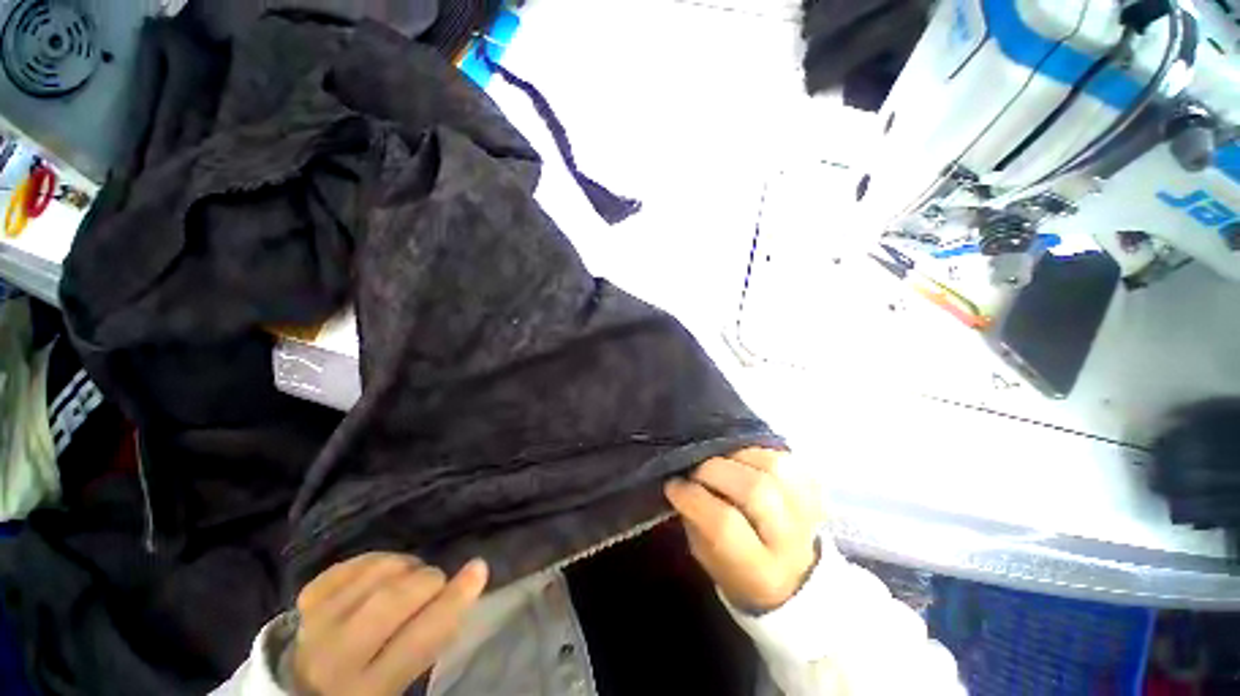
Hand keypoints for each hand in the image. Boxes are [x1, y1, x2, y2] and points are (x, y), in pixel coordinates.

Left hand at [292, 553, 487, 695]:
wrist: (303, 691)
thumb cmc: (367, 689)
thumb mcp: (402, 683)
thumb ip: (430, 641)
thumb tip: (467, 586)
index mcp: (369, 690)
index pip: (420, 638)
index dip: (454, 599)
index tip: (479, 568)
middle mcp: (335, 658)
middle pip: (392, 599)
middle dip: (427, 580)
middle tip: (435, 583)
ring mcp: (314, 624)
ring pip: (373, 573)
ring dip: (404, 566)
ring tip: (409, 577)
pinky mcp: (304, 601)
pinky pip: (349, 565)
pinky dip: (375, 560)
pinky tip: (383, 572)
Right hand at [665, 448, 823, 612]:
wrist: (795, 576)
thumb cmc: (738, 570)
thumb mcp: (707, 557)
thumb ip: (695, 520)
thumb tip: (681, 481)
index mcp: (761, 572)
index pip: (725, 525)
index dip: (694, 497)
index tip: (674, 485)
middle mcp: (792, 542)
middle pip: (756, 490)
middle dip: (715, 471)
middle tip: (696, 470)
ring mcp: (809, 511)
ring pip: (774, 466)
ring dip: (738, 457)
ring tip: (721, 462)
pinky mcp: (814, 488)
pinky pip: (785, 456)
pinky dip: (757, 452)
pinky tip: (742, 461)